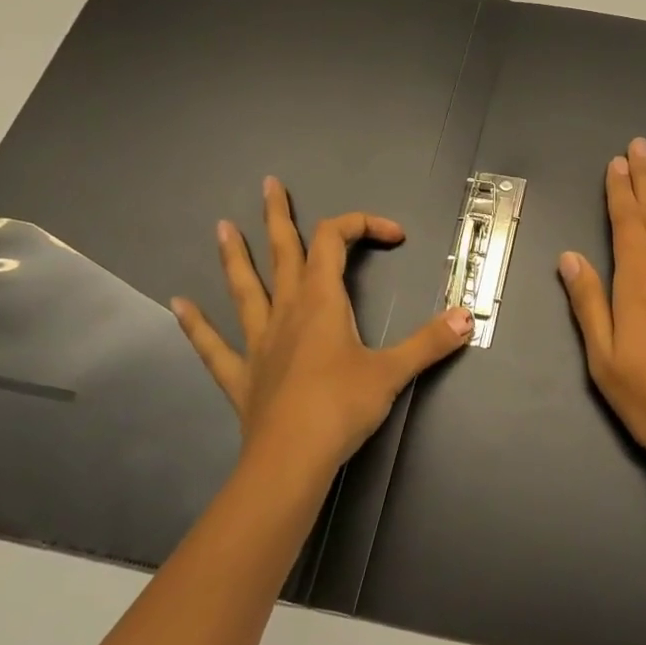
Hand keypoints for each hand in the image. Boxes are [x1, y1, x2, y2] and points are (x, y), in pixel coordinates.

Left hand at [172, 176, 473, 475]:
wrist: (290, 459)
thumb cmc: (342, 407)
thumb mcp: (393, 371)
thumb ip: (430, 341)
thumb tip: (467, 317)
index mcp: (322, 301)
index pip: (336, 241)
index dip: (362, 225)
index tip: (393, 236)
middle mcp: (286, 310)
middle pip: (283, 252)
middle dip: (278, 217)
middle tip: (269, 185)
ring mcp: (258, 341)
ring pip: (244, 288)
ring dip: (234, 257)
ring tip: (221, 227)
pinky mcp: (240, 374)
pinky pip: (213, 345)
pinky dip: (196, 325)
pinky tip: (177, 306)